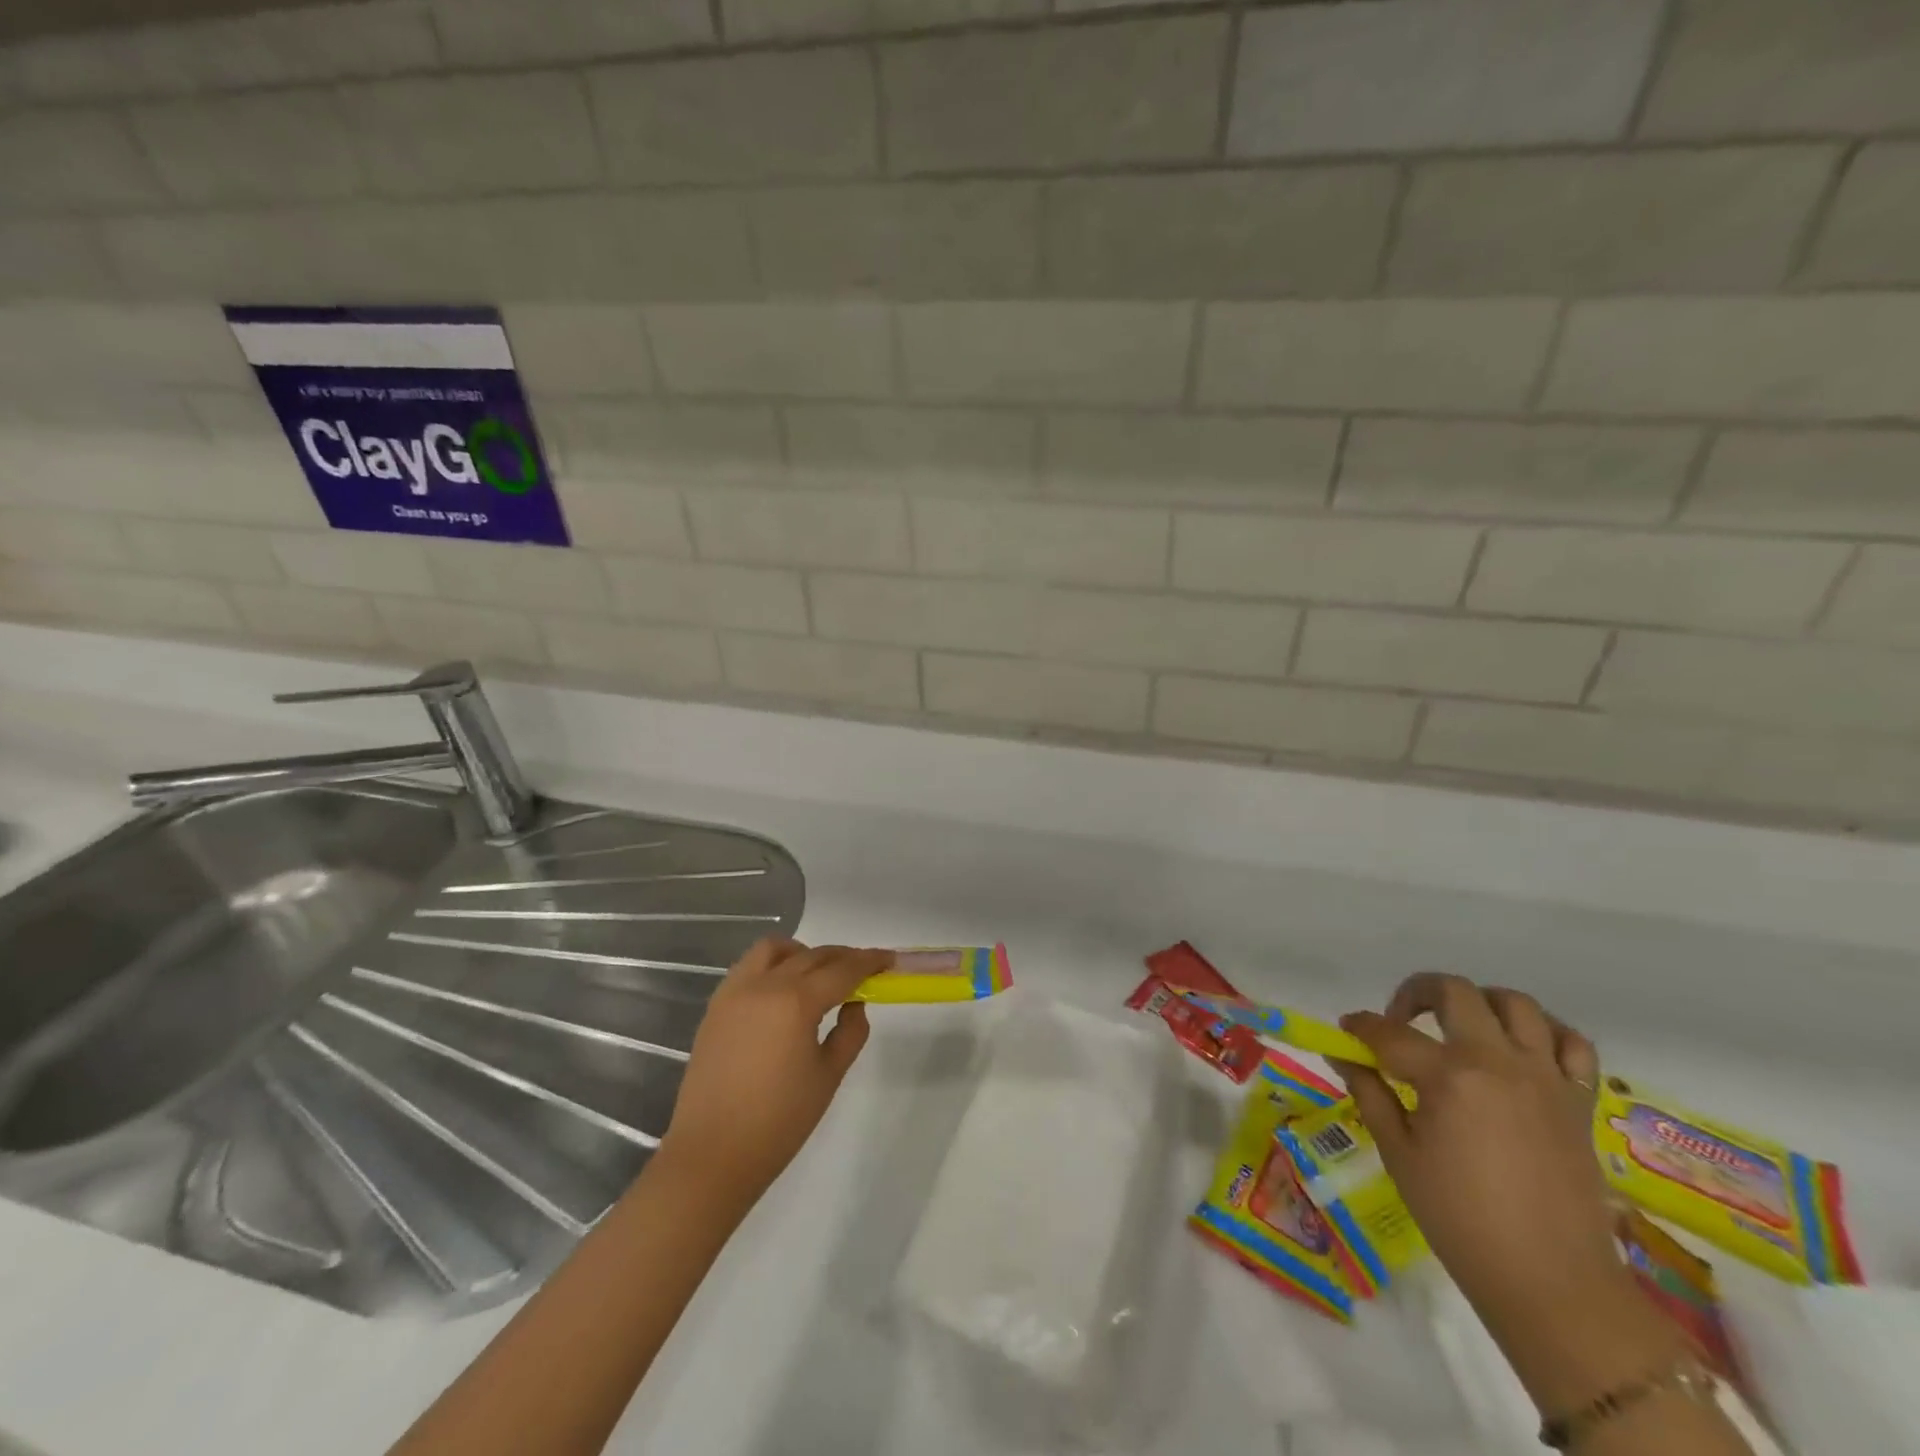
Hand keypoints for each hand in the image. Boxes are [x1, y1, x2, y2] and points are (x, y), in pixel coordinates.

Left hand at [659, 938, 890, 1205]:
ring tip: (817, 974)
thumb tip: (854, 1004)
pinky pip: (748, 967)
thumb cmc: (779, 1122)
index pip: (842, 969)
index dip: (870, 961)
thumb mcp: (828, 1077)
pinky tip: (782, 991)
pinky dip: (772, 965)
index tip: (888, 959)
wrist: (712, 1156)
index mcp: (796, 1002)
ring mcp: (735, 992)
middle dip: (842, 957)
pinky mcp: (716, 1006)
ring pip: (773, 949)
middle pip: (811, 955)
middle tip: (863, 970)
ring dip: (801, 952)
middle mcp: (764, 985)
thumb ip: (850, 1032)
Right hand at [1336, 974, 1622, 1339]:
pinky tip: (1519, 1050)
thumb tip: (1343, 1055)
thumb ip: (1370, 1092)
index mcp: (1449, 1076)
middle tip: (1399, 1020)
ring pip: (1515, 1003)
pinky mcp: (1578, 1100)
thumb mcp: (1399, 1153)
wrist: (1552, 1283)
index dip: (1360, 1028)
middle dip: (1415, 993)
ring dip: (1479, 1004)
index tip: (1345, 1034)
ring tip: (1459, 1027)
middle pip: (1454, 992)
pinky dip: (1544, 1033)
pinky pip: (1571, 1043)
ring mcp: (1545, 1078)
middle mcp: (1499, 1062)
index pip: (1389, 1032)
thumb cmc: (1459, 1219)